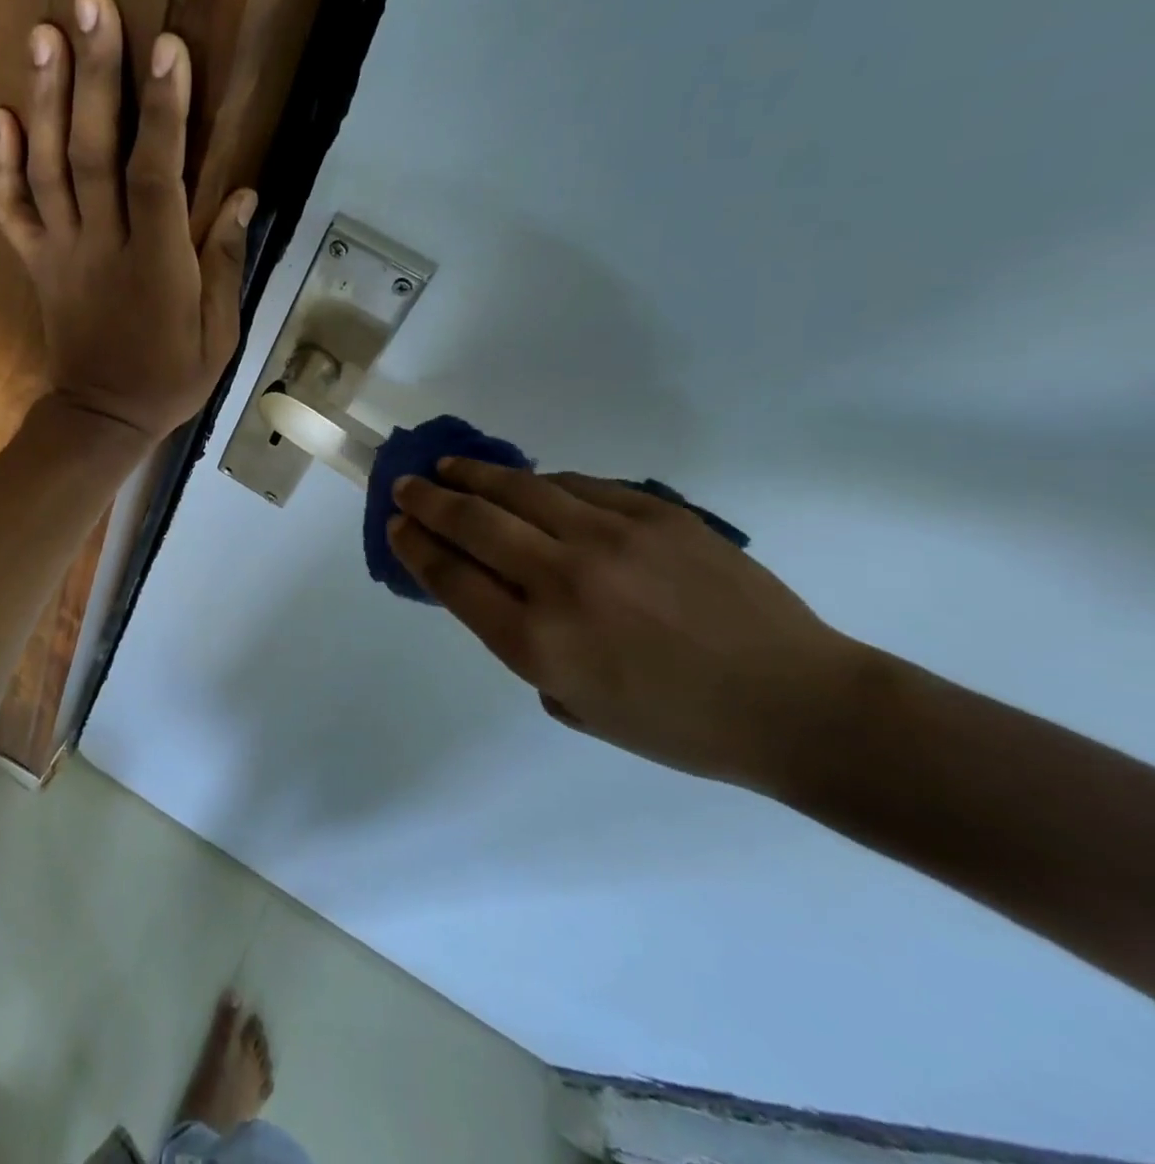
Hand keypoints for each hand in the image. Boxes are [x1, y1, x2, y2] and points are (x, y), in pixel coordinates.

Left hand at [0, 0, 256, 440]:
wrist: (102, 418)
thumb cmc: (170, 377)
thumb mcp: (218, 333)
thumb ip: (224, 262)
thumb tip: (244, 194)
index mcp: (156, 265)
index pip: (157, 176)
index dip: (163, 112)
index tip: (168, 46)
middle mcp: (103, 248)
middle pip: (94, 154)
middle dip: (95, 77)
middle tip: (91, 2)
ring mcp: (62, 254)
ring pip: (48, 169)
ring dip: (45, 99)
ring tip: (44, 33)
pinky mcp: (37, 265)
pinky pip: (12, 212)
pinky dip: (0, 164)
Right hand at [388, 462, 862, 790]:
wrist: (796, 703)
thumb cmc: (678, 725)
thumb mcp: (575, 704)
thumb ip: (523, 645)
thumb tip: (497, 588)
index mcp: (539, 643)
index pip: (451, 577)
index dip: (415, 546)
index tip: (397, 527)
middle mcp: (563, 582)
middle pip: (472, 523)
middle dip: (427, 501)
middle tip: (406, 487)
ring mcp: (611, 539)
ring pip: (520, 489)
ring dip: (473, 476)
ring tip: (449, 468)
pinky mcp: (655, 513)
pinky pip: (577, 485)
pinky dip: (539, 483)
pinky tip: (526, 484)